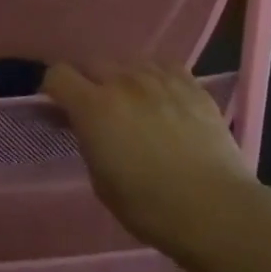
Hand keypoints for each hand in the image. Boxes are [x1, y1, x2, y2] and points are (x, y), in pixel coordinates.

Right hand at [43, 63, 255, 257]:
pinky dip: (156, 78)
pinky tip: (163, 97)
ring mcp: (160, 79)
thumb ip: (89, 142)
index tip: (59, 109)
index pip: (58, 74)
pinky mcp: (192, 85)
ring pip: (129, 62)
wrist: (216, 209)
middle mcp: (123, 82)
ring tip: (133, 102)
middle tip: (97, 109)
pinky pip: (164, 67)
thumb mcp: (101, 181)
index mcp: (93, 106)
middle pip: (92, 63)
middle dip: (88, 82)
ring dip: (123, 78)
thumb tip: (89, 128)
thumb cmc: (150, 206)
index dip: (54, 90)